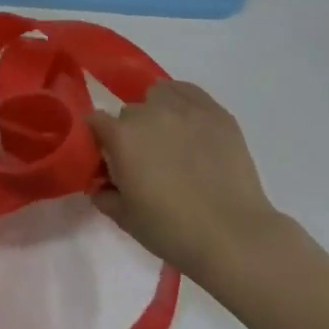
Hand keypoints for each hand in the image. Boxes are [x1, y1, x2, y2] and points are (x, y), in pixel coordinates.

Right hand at [90, 81, 285, 282]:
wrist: (233, 236)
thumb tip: (100, 184)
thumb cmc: (172, 231)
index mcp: (121, 136)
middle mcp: (148, 112)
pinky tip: (191, 126)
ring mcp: (184, 108)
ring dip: (156, 113)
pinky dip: (182, 103)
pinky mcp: (215, 111)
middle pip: (128, 112)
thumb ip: (104, 195)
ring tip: (172, 140)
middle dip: (131, 133)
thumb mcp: (125, 219)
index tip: (109, 160)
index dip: (100, 141)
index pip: (95, 121)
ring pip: (157, 96)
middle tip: (146, 161)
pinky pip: (188, 92)